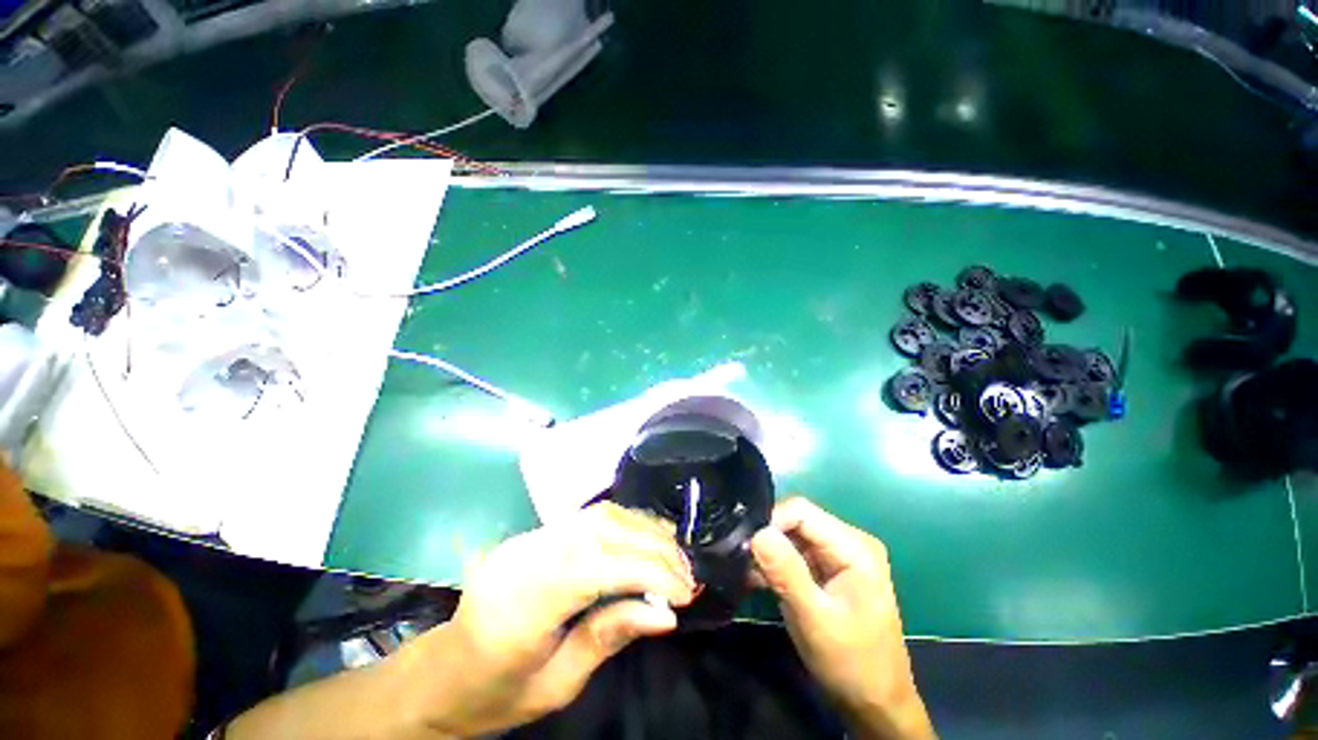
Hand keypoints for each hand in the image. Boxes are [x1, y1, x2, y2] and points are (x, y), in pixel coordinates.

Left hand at [401, 502, 696, 736]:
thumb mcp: (556, 686)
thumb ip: (609, 638)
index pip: (595, 567)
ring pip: (599, 515)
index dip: (646, 571)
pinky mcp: (535, 533)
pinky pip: (589, 517)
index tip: (683, 592)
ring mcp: (528, 538)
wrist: (443, 671)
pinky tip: (645, 538)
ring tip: (673, 555)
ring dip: (643, 529)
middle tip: (687, 573)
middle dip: (653, 547)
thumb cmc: (496, 692)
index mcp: (520, 604)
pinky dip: (625, 524)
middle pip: (601, 532)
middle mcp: (525, 557)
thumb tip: (665, 616)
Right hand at [751, 498, 934, 739]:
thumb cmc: (851, 663)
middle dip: (767, 538)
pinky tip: (756, 580)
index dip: (770, 521)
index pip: (802, 512)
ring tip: (744, 570)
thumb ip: (786, 572)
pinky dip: (775, 565)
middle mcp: (848, 542)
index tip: (745, 545)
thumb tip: (757, 532)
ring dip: (768, 553)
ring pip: (791, 537)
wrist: (875, 705)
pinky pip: (794, 554)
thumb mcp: (815, 619)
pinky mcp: (827, 571)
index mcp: (855, 547)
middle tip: (740, 558)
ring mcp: (838, 556)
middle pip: (796, 521)